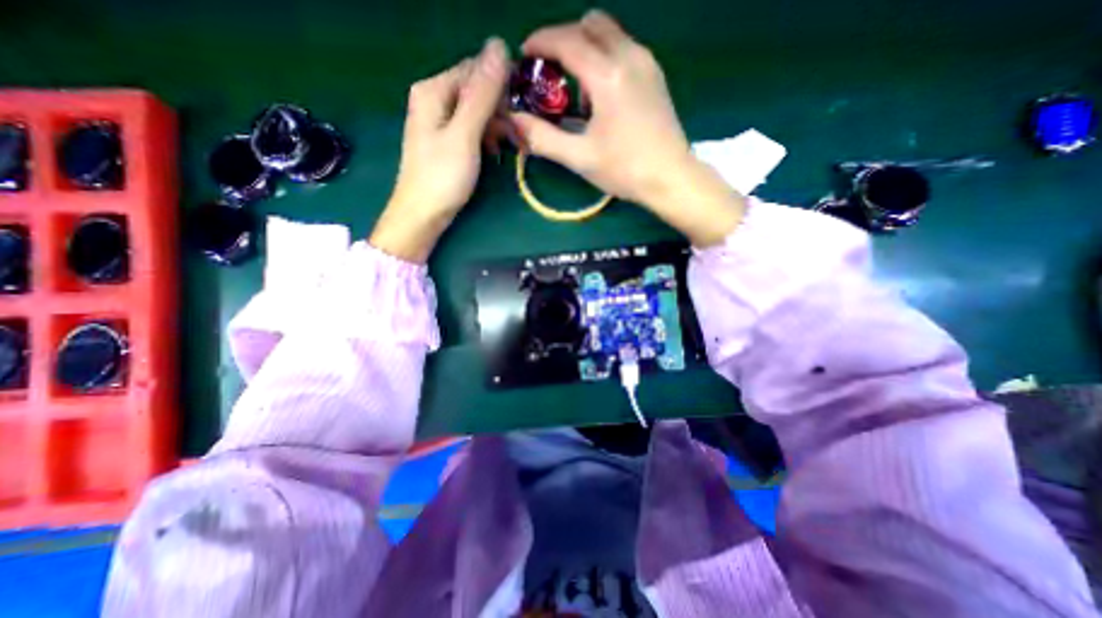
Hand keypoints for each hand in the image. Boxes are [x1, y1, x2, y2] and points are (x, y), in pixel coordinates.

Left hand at [371, 35, 506, 259]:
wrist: (422, 215)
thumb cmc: (442, 177)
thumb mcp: (465, 134)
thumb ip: (482, 94)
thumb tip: (499, 45)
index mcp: (434, 90)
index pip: (475, 70)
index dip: (500, 88)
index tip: (518, 115)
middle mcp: (434, 99)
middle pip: (475, 90)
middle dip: (499, 111)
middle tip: (516, 136)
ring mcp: (438, 121)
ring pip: (475, 112)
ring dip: (495, 126)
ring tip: (508, 147)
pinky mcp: (445, 141)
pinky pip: (470, 129)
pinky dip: (485, 138)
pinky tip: (493, 152)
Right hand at [513, 11, 742, 245]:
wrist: (671, 178)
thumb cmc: (625, 170)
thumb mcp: (579, 158)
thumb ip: (543, 137)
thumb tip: (513, 121)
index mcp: (608, 75)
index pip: (567, 40)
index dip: (540, 42)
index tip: (524, 56)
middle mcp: (629, 56)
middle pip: (590, 24)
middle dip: (564, 41)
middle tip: (550, 73)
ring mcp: (646, 63)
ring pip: (609, 33)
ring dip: (586, 49)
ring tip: (577, 92)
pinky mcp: (655, 75)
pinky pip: (624, 49)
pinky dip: (604, 59)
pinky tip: (601, 96)